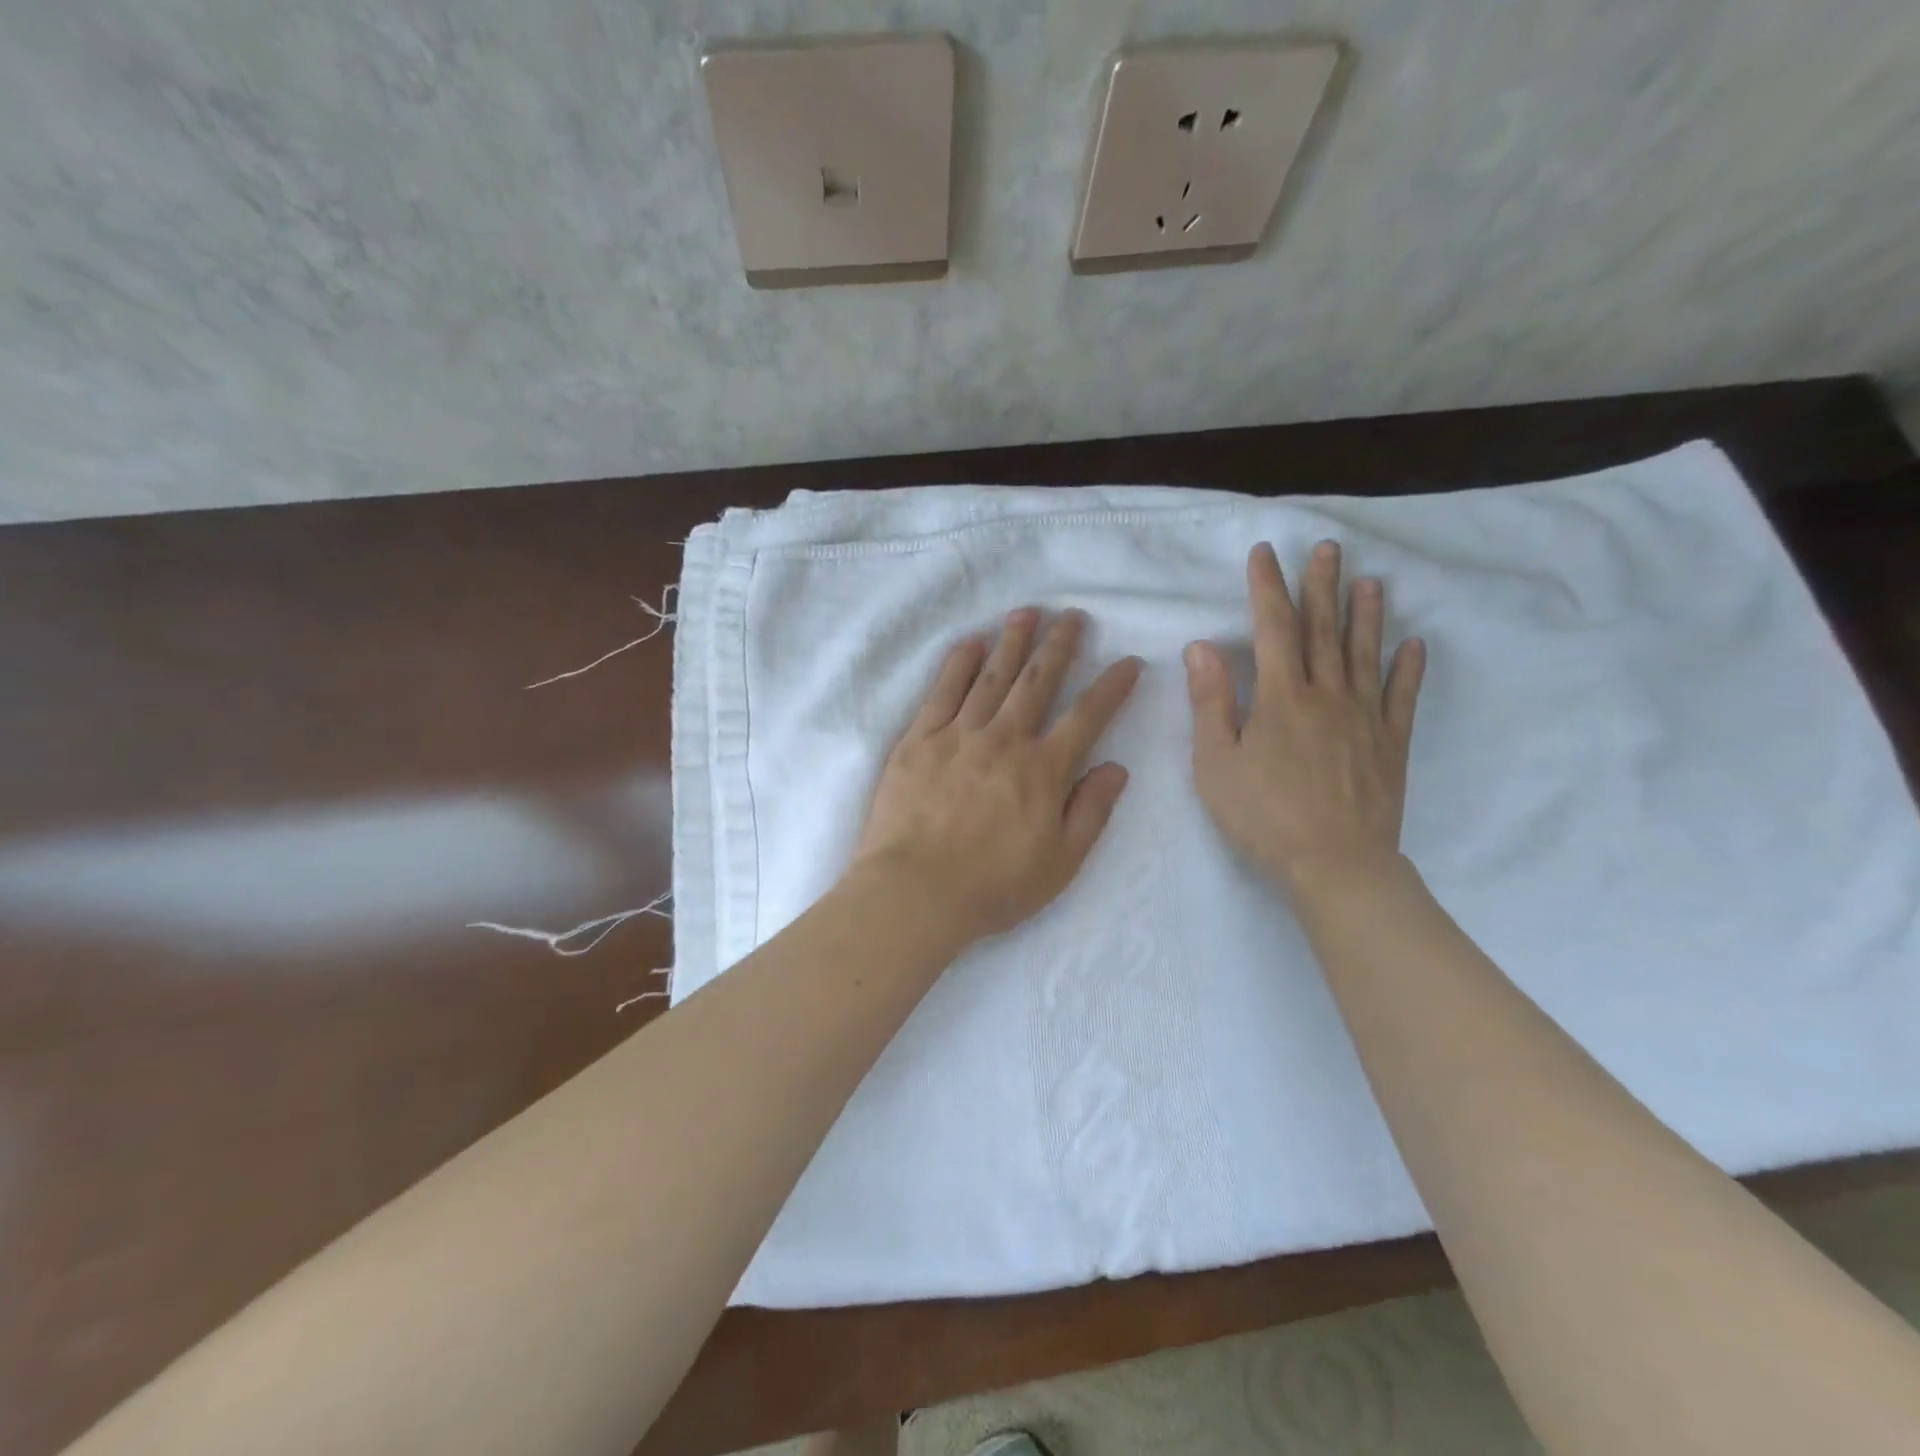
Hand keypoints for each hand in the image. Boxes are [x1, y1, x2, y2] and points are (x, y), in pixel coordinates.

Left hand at [854, 608, 1142, 940]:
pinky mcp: (919, 740)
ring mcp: (958, 735)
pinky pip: (942, 692)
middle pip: (1037, 681)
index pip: (1087, 716)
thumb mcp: (1061, 862)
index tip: (1129, 662)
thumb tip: (1118, 767)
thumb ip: (1092, 811)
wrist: (916, 891)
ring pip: (991, 677)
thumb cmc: (994, 886)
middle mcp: (1005, 740)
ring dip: (1012, 641)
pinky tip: (970, 643)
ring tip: (1026, 612)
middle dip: (1059, 645)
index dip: (1112, 686)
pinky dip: (958, 664)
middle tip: (1072, 615)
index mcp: (1044, 770)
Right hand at [1185, 541, 1424, 898]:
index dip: (1267, 587)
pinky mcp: (1391, 743)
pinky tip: (1414, 645)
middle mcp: (1327, 695)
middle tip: (1328, 548)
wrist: (1335, 864)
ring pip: (1365, 654)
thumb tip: (1202, 646)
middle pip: (1324, 630)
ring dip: (1366, 615)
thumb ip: (1210, 702)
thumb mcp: (1215, 762)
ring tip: (1371, 581)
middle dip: (1322, 586)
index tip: (1265, 553)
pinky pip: (1402, 697)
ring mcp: (1364, 717)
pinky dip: (1408, 669)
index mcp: (1281, 697)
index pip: (1272, 628)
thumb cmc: (1263, 815)